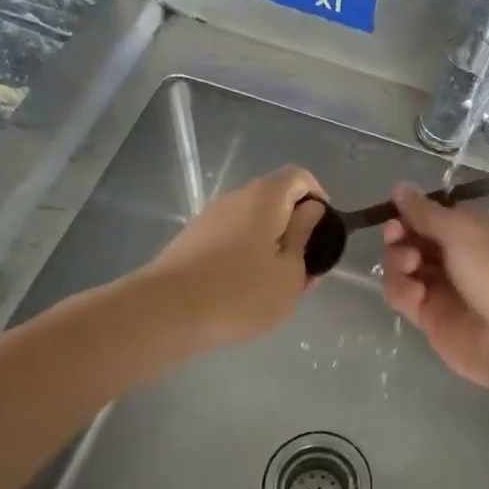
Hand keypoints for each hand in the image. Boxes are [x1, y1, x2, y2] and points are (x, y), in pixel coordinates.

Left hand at [143, 166, 328, 347]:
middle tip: (304, 266)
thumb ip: (304, 239)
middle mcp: (236, 198)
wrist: (165, 312)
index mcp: (266, 198)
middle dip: (294, 227)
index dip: (318, 196)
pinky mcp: (191, 240)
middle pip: (274, 199)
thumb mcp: (289, 274)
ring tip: (275, 285)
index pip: (299, 176)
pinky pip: (230, 239)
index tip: (324, 230)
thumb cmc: (240, 293)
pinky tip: (244, 291)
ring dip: (269, 244)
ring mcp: (209, 218)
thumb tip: (310, 212)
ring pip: (251, 222)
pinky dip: (245, 255)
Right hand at [381, 183, 488, 388]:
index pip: (440, 215)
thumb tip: (400, 186)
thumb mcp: (465, 230)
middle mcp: (465, 257)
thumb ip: (426, 211)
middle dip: (402, 234)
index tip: (397, 211)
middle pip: (419, 239)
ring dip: (399, 260)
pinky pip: (406, 297)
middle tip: (395, 234)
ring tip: (410, 264)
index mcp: (484, 230)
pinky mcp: (433, 319)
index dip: (416, 212)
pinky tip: (415, 294)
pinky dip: (403, 291)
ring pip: (407, 267)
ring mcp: (448, 289)